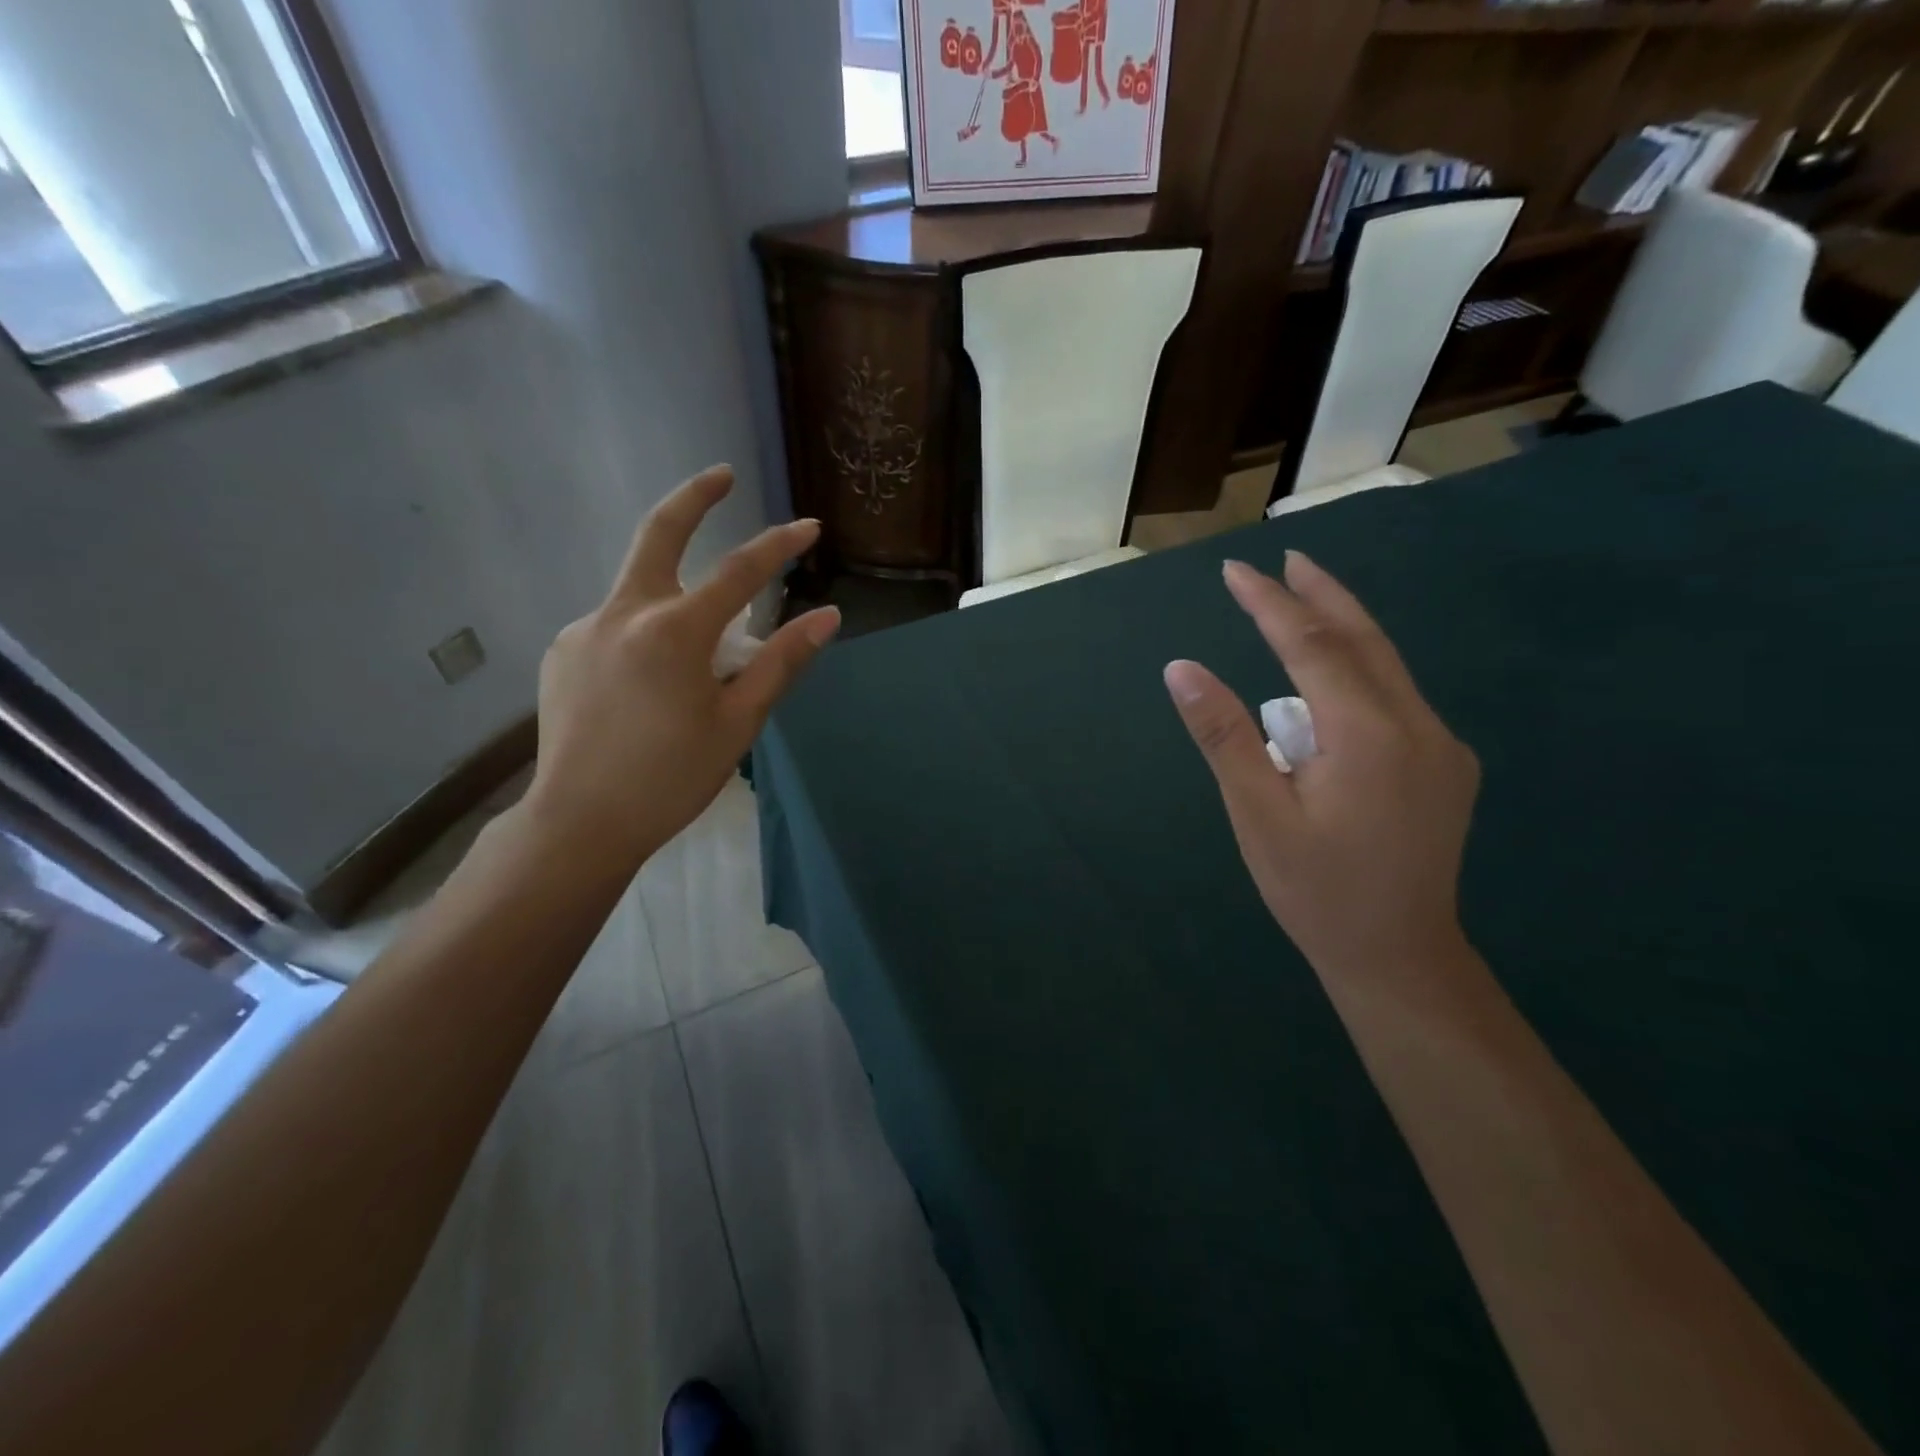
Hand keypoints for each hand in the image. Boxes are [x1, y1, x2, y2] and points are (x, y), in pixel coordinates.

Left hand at [522, 465, 838, 871]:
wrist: (579, 822)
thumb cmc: (671, 778)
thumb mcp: (738, 722)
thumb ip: (781, 662)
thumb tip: (828, 616)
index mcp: (674, 632)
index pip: (739, 572)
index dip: (780, 546)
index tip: (809, 527)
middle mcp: (623, 613)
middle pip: (658, 534)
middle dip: (693, 498)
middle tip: (721, 475)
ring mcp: (584, 629)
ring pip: (640, 592)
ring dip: (675, 599)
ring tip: (696, 662)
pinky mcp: (562, 652)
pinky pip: (615, 628)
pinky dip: (645, 637)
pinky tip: (650, 686)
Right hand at [1163, 553, 1478, 981]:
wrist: (1400, 957)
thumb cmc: (1315, 889)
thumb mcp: (1256, 814)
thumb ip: (1223, 734)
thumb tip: (1181, 669)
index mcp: (1367, 733)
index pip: (1311, 645)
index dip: (1270, 604)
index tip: (1235, 571)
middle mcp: (1416, 724)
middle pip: (1364, 638)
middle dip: (1322, 594)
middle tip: (1286, 557)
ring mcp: (1441, 745)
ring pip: (1388, 665)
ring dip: (1344, 626)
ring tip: (1305, 600)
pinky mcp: (1446, 766)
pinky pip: (1399, 696)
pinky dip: (1361, 668)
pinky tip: (1336, 678)